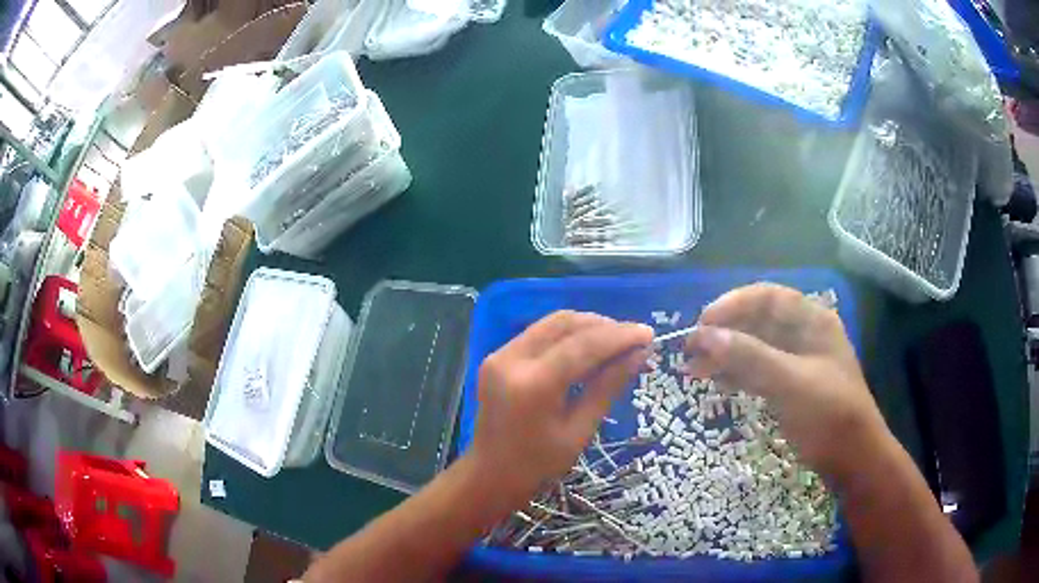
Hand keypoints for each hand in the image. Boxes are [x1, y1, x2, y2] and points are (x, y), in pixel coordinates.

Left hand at [468, 311, 652, 507]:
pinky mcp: (497, 357)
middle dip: (603, 326)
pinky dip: (566, 336)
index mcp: (533, 385)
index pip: (583, 346)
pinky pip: (538, 334)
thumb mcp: (579, 431)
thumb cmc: (538, 465)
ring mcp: (500, 355)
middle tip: (633, 338)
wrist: (490, 474)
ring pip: (551, 324)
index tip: (648, 333)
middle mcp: (512, 360)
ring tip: (615, 341)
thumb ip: (607, 388)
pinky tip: (587, 348)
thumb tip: (638, 354)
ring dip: (586, 326)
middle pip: (565, 324)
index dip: (619, 336)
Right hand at [684, 283, 890, 480]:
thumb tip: (705, 335)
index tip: (703, 323)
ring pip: (756, 347)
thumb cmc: (829, 414)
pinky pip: (759, 371)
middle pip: (760, 322)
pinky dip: (738, 374)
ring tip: (696, 369)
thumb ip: (750, 357)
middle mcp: (805, 335)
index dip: (734, 304)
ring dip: (727, 354)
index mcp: (813, 321)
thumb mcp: (791, 383)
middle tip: (692, 350)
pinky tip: (718, 383)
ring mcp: (798, 362)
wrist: (852, 458)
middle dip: (726, 332)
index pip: (768, 298)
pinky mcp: (791, 386)